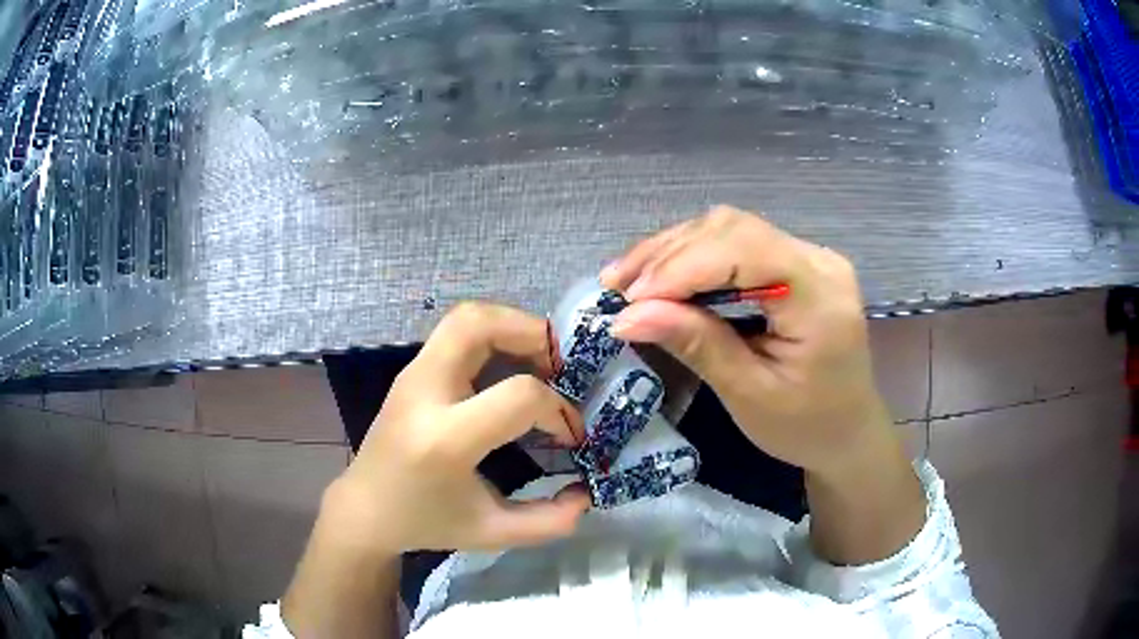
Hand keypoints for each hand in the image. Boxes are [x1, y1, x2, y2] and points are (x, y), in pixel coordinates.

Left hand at [326, 302, 589, 555]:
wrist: (366, 509)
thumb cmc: (427, 523)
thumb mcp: (492, 533)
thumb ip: (548, 522)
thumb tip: (587, 495)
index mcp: (445, 440)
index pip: (518, 395)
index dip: (558, 410)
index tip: (570, 435)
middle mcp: (424, 393)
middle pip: (478, 324)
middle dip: (531, 332)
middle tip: (562, 365)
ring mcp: (412, 375)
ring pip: (465, 317)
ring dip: (512, 327)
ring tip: (541, 361)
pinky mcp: (411, 371)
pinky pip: (457, 333)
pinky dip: (494, 335)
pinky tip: (511, 368)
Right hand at [601, 205, 888, 477]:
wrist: (847, 432)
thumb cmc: (805, 426)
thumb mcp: (749, 394)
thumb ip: (696, 344)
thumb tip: (628, 316)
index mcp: (821, 298)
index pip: (745, 251)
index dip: (682, 267)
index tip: (629, 299)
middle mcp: (820, 261)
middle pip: (734, 229)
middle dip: (669, 254)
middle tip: (617, 286)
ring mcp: (811, 256)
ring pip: (731, 228)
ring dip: (675, 250)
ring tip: (629, 280)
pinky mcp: (797, 263)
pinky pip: (739, 244)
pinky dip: (695, 257)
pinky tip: (663, 276)